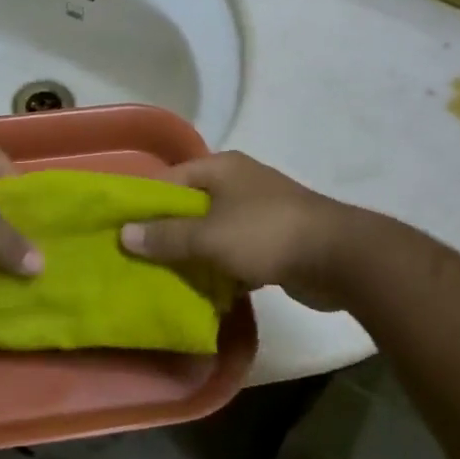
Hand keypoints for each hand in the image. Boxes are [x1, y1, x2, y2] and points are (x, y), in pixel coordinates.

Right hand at [118, 153, 357, 310]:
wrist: (339, 258)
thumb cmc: (266, 234)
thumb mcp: (209, 236)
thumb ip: (166, 236)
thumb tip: (124, 234)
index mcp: (221, 168)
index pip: (169, 179)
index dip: (143, 203)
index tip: (120, 229)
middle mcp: (238, 183)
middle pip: (189, 206)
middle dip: (166, 232)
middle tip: (136, 258)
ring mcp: (258, 211)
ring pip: (211, 231)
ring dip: (192, 254)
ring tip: (162, 277)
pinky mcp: (272, 240)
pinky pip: (233, 252)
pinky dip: (219, 268)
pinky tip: (203, 290)